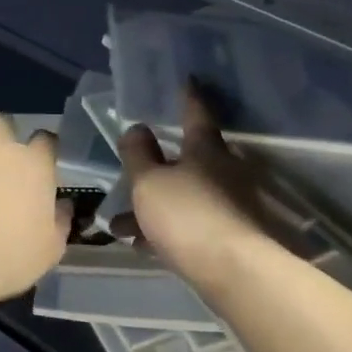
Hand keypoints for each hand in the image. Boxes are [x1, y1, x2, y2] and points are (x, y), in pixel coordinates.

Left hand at [0, 108, 69, 309]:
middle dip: (3, 130)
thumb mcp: (50, 249)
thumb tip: (64, 207)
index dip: (45, 146)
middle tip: (0, 148)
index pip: (46, 140)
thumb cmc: (10, 257)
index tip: (43, 157)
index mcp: (34, 165)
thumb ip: (60, 222)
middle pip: (3, 122)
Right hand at [119, 90, 280, 292]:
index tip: (186, 79)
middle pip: (186, 161)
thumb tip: (136, 128)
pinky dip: (164, 230)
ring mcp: (229, 205)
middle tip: (131, 169)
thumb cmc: (188, 215)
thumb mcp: (149, 182)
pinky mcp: (228, 236)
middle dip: (156, 167)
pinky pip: (188, 225)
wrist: (233, 271)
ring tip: (119, 224)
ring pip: (183, 197)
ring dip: (152, 207)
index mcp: (206, 149)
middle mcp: (223, 171)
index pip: (196, 112)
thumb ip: (139, 155)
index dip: (186, 96)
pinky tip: (141, 244)